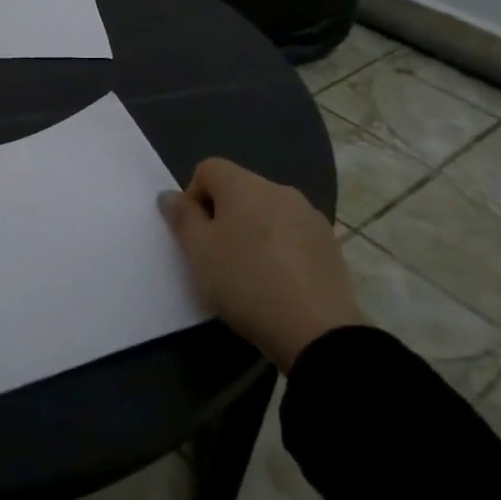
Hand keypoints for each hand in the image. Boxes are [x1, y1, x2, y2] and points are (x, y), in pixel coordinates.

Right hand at [158, 158, 363, 371]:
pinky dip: (279, 248)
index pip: (208, 169)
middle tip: (217, 256)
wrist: (317, 330)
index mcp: (244, 185)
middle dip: (222, 215)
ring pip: (267, 212)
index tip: (194, 233)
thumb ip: (182, 218)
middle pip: (239, 189)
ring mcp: (310, 216)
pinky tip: (279, 281)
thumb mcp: (199, 252)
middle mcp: (279, 190)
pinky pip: (292, 233)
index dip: (193, 196)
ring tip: (249, 272)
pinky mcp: (330, 243)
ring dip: (252, 231)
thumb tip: (171, 196)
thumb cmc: (245, 282)